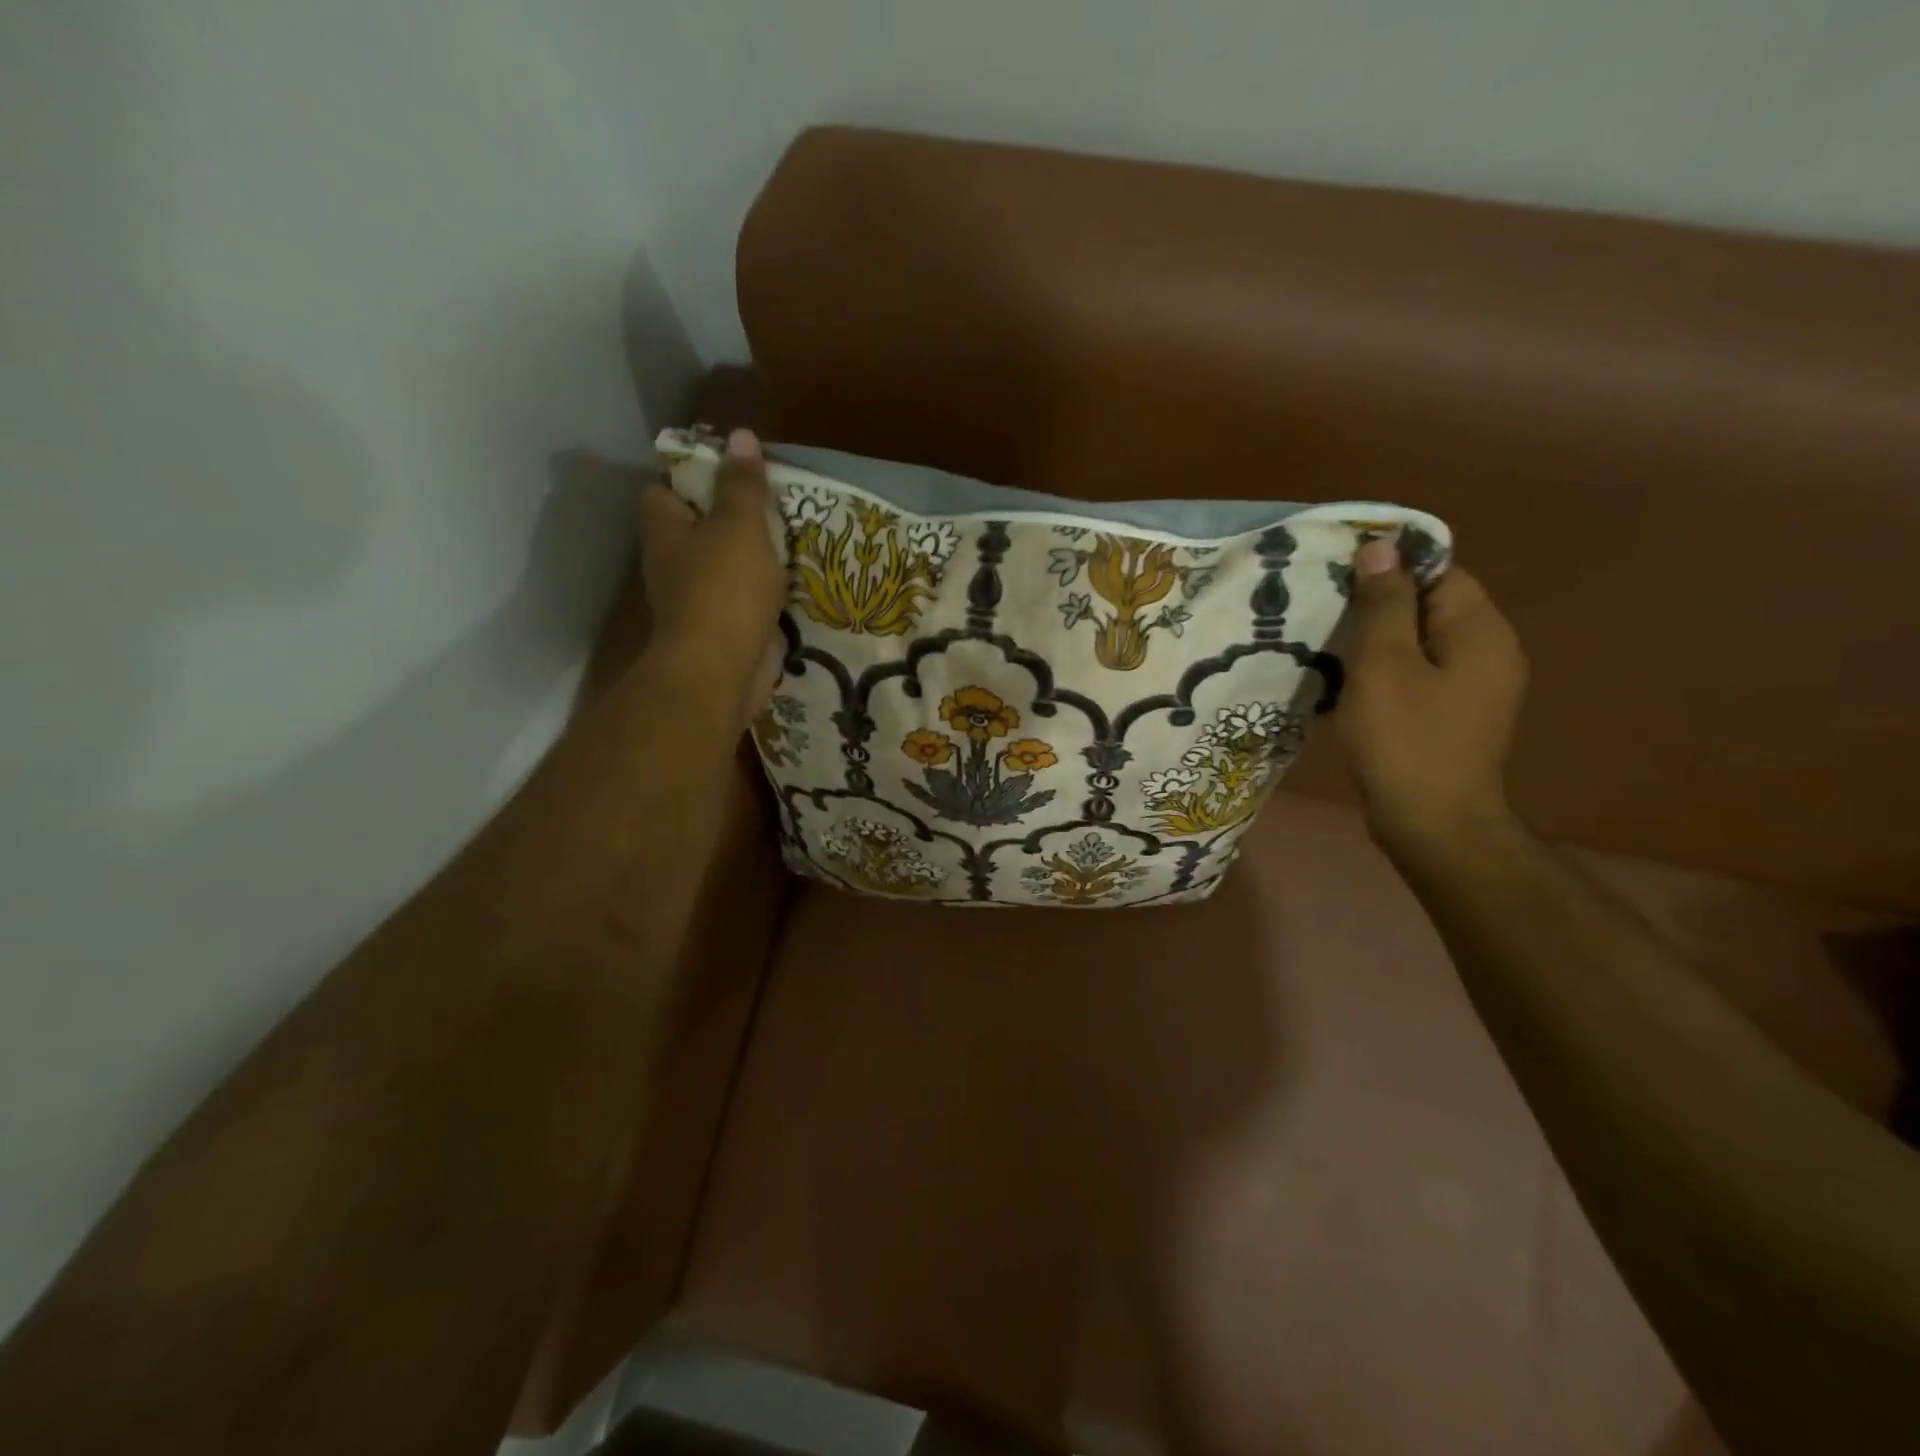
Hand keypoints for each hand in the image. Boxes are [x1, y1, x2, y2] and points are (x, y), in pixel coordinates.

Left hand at [636, 428, 785, 710]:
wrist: (722, 670)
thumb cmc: (724, 589)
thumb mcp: (739, 525)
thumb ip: (742, 484)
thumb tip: (740, 436)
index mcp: (665, 528)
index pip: (665, 487)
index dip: (694, 474)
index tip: (734, 471)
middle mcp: (672, 561)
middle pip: (698, 526)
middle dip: (732, 514)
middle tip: (774, 503)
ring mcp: (695, 598)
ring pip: (723, 563)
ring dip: (751, 554)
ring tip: (790, 537)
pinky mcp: (721, 627)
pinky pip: (742, 597)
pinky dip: (762, 589)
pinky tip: (790, 580)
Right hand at [1335, 538, 1527, 858]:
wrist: (1432, 823)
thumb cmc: (1405, 740)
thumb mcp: (1384, 665)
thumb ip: (1383, 604)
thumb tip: (1381, 545)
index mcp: (1480, 629)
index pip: (1439, 570)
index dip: (1389, 566)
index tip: (1337, 574)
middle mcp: (1489, 649)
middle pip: (1430, 604)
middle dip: (1378, 603)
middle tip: (1322, 609)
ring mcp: (1475, 685)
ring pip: (1420, 641)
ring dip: (1377, 639)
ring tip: (1327, 641)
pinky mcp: (1455, 713)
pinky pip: (1419, 671)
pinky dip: (1386, 669)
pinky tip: (1350, 681)